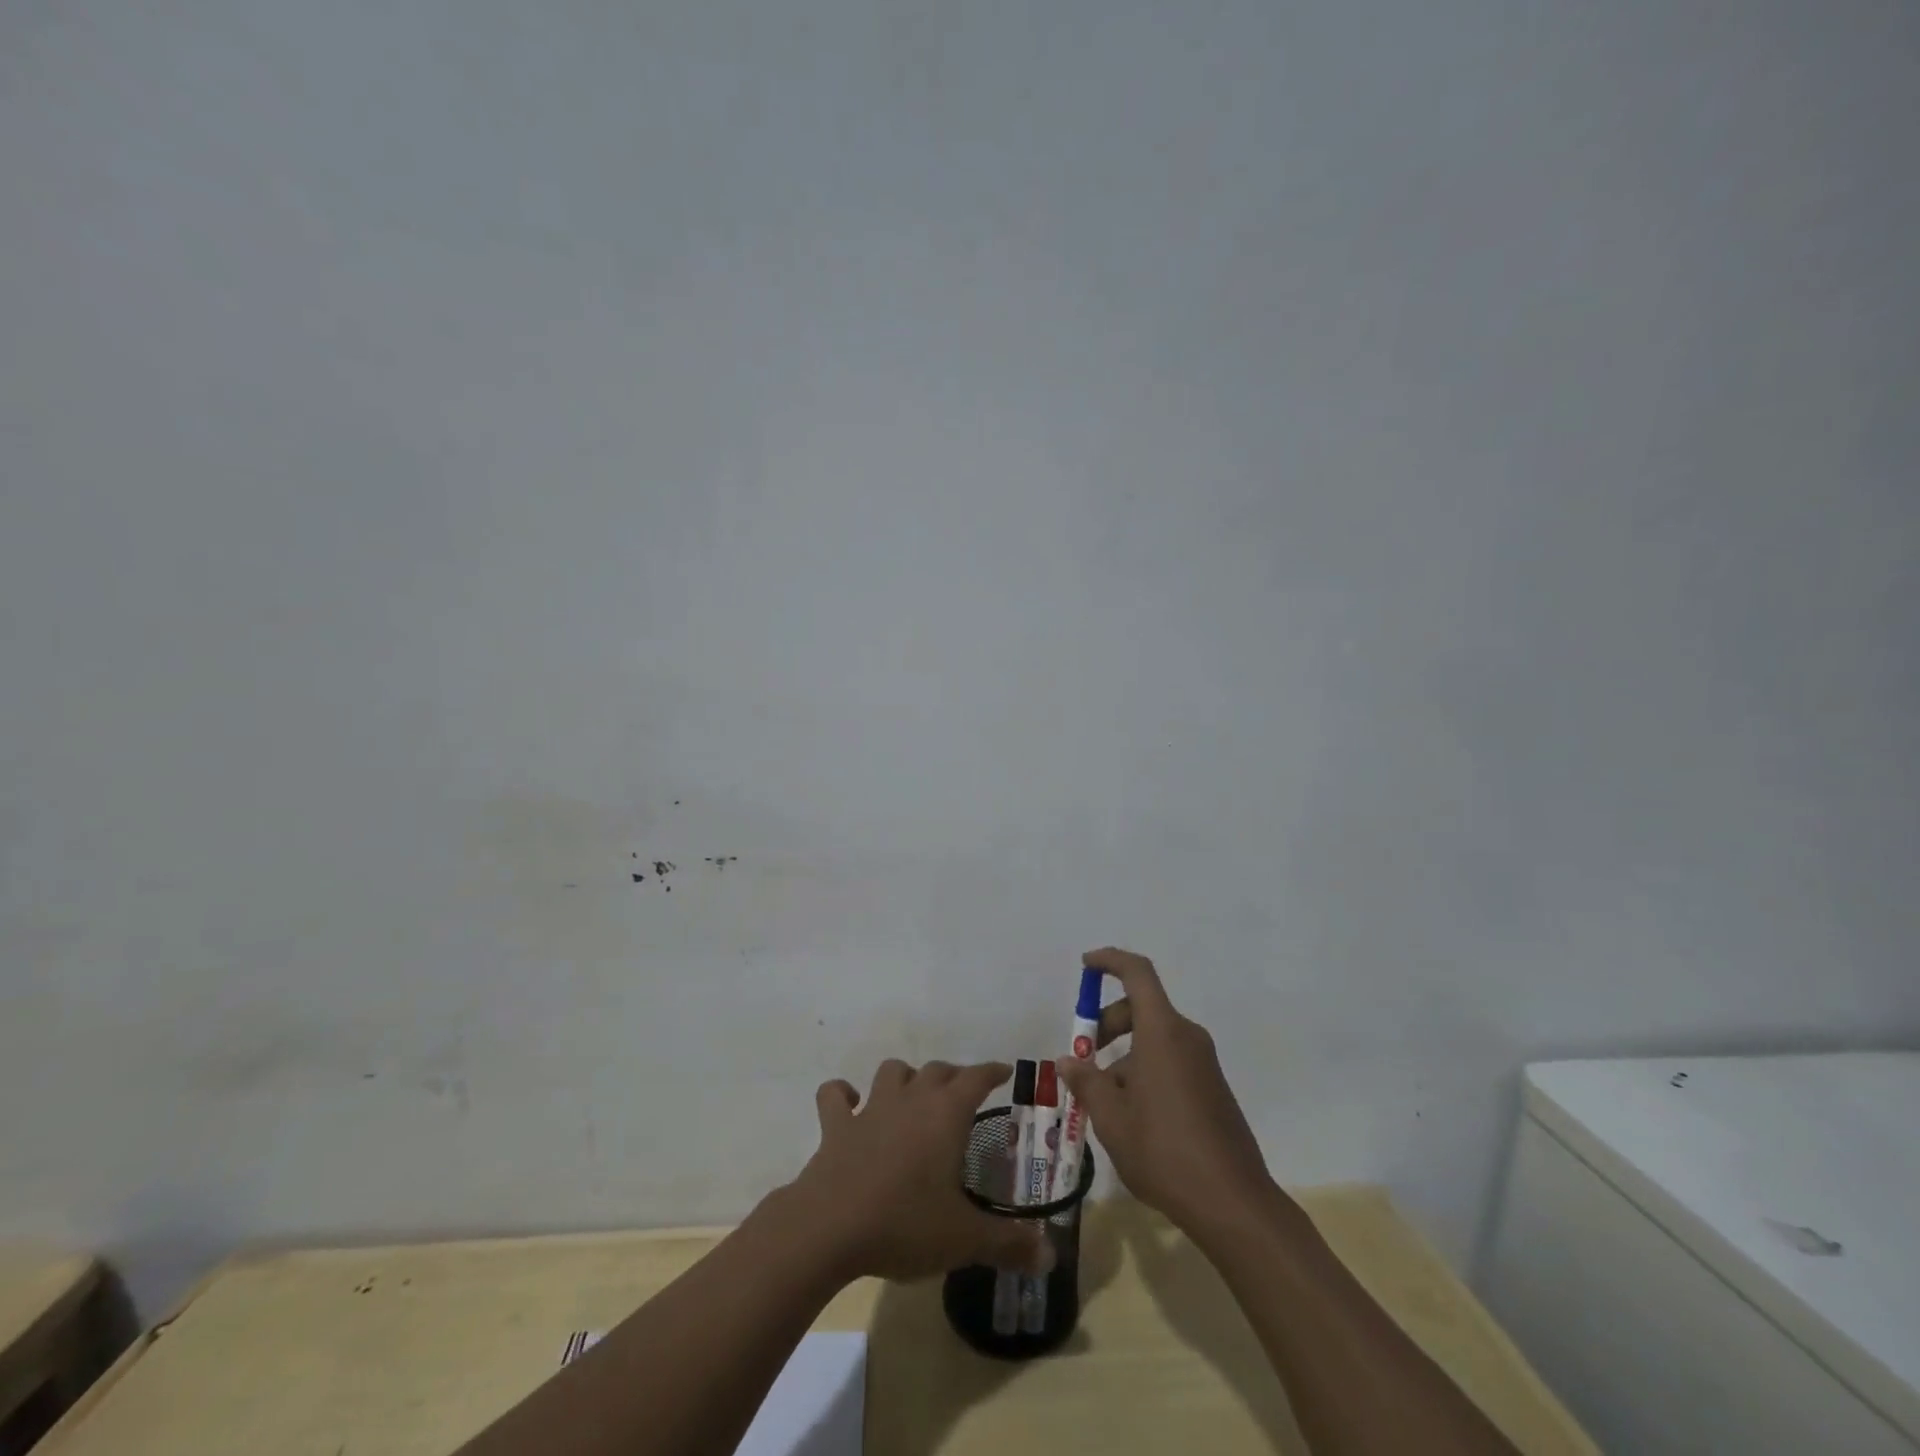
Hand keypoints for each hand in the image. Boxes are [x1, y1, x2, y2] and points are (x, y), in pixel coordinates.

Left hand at [785, 1059, 1049, 1282]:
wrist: (829, 1228)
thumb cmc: (905, 1224)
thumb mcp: (965, 1239)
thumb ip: (1009, 1244)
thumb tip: (1051, 1257)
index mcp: (946, 1114)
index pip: (976, 1077)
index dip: (992, 1071)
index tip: (1005, 1071)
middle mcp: (910, 1099)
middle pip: (936, 1070)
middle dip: (953, 1077)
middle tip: (964, 1094)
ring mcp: (870, 1109)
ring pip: (891, 1072)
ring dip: (904, 1077)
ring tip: (913, 1095)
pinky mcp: (835, 1126)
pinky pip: (834, 1096)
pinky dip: (842, 1095)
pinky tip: (849, 1102)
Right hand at [1058, 948, 1273, 1238]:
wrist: (1233, 1203)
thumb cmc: (1164, 1150)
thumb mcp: (1111, 1117)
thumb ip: (1086, 1082)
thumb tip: (1069, 1061)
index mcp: (1162, 1031)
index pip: (1137, 973)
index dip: (1110, 961)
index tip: (1085, 966)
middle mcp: (1187, 1037)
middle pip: (1141, 1008)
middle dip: (1108, 1023)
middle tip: (1083, 1059)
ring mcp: (1204, 1063)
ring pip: (1154, 1039)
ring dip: (1124, 1055)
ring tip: (1102, 1100)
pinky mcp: (1212, 1088)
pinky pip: (1170, 1061)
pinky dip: (1144, 1071)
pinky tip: (1131, 1116)